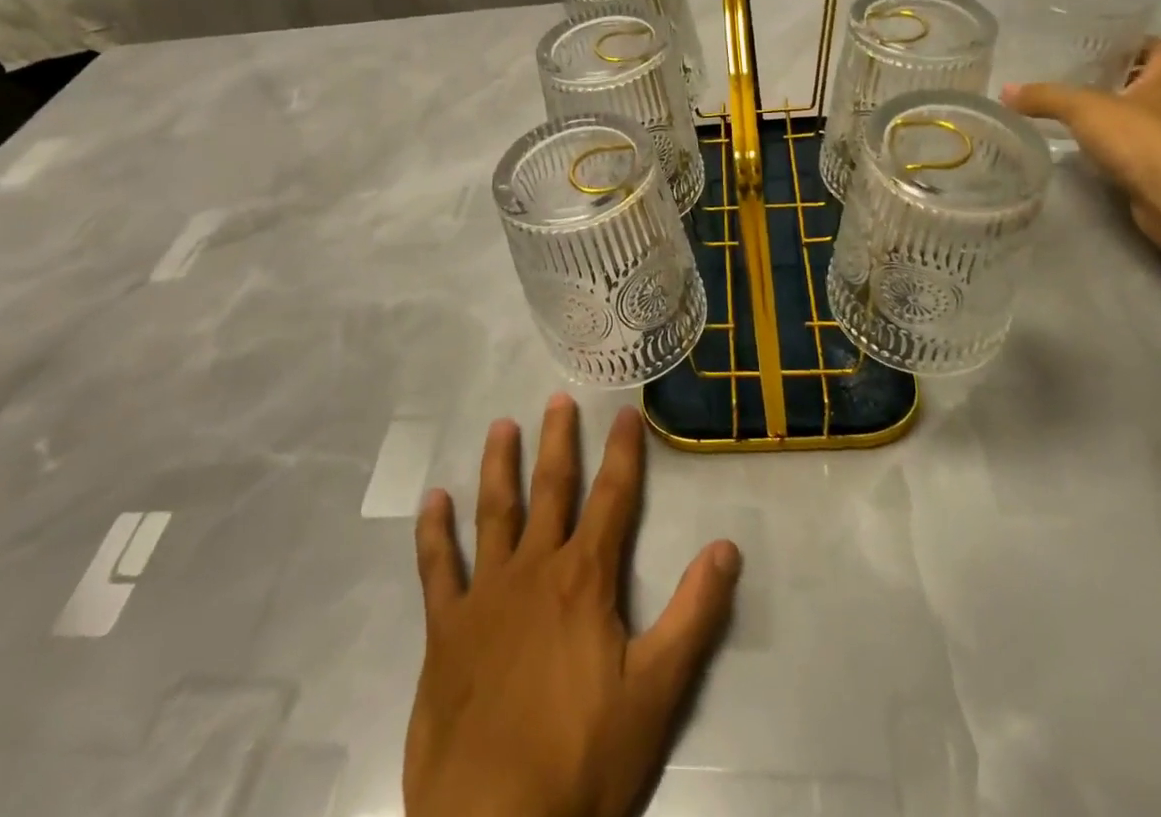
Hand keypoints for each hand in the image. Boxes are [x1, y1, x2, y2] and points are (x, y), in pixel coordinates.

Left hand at [404, 395, 741, 816]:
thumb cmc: (582, 760)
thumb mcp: (657, 692)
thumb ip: (695, 615)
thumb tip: (728, 546)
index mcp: (585, 579)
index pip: (613, 498)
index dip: (624, 452)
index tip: (626, 412)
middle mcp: (534, 569)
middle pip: (551, 489)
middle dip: (559, 441)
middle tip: (557, 399)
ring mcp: (485, 595)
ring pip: (494, 512)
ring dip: (499, 466)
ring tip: (501, 426)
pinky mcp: (446, 630)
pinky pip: (437, 569)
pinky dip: (434, 532)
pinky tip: (432, 500)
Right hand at [1002, 36, 1160, 253]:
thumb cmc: (1140, 137)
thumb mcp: (1082, 110)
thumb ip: (1045, 97)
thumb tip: (1006, 91)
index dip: (1140, 44)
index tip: (1108, 52)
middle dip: (1129, 81)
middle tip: (1089, 83)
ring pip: (1160, 115)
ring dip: (1132, 116)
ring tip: (1092, 119)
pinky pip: (1156, 147)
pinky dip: (1134, 146)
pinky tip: (1105, 153)